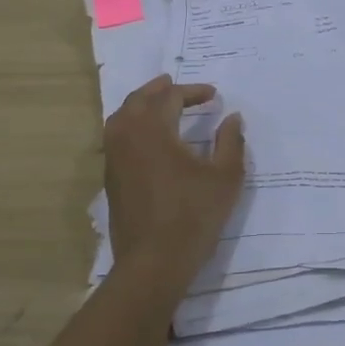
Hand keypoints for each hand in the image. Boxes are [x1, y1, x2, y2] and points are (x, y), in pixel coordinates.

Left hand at [105, 75, 245, 282]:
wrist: (153, 262)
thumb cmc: (193, 216)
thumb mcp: (225, 178)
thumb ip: (230, 143)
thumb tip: (233, 118)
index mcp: (154, 130)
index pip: (171, 97)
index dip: (193, 92)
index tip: (213, 96)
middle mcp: (127, 137)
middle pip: (138, 100)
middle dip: (158, 89)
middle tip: (174, 84)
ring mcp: (114, 159)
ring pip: (120, 118)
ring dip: (140, 105)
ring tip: (157, 104)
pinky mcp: (111, 179)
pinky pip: (116, 138)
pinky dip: (131, 125)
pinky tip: (147, 138)